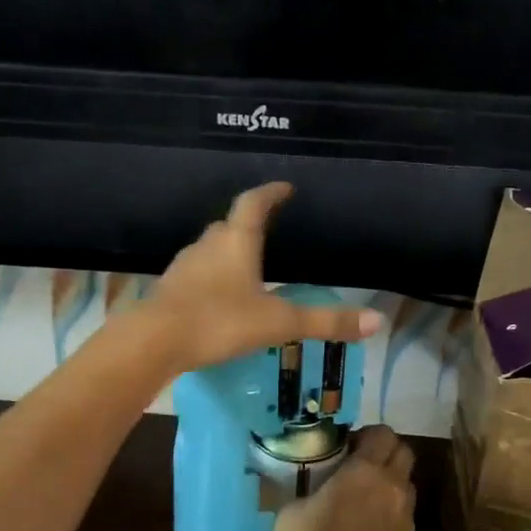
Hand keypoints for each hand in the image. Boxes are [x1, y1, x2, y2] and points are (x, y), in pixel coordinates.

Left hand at [143, 183, 382, 371]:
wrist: (153, 342)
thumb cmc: (219, 322)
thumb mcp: (279, 323)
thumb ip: (325, 322)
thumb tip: (376, 320)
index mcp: (236, 242)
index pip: (254, 204)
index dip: (270, 193)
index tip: (284, 188)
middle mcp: (208, 246)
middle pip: (228, 224)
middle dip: (247, 222)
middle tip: (266, 227)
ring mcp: (184, 267)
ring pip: (209, 249)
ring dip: (227, 251)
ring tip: (246, 263)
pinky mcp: (169, 290)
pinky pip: (195, 274)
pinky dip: (210, 277)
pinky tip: (218, 296)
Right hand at [275, 427, 416, 530]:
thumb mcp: (290, 514)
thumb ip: (304, 490)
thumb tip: (307, 488)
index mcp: (364, 470)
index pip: (382, 433)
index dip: (367, 435)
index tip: (348, 447)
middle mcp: (392, 484)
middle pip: (403, 451)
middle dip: (385, 452)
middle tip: (360, 465)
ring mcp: (405, 512)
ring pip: (407, 481)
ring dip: (391, 480)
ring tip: (367, 496)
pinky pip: (404, 509)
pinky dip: (391, 508)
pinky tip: (370, 523)